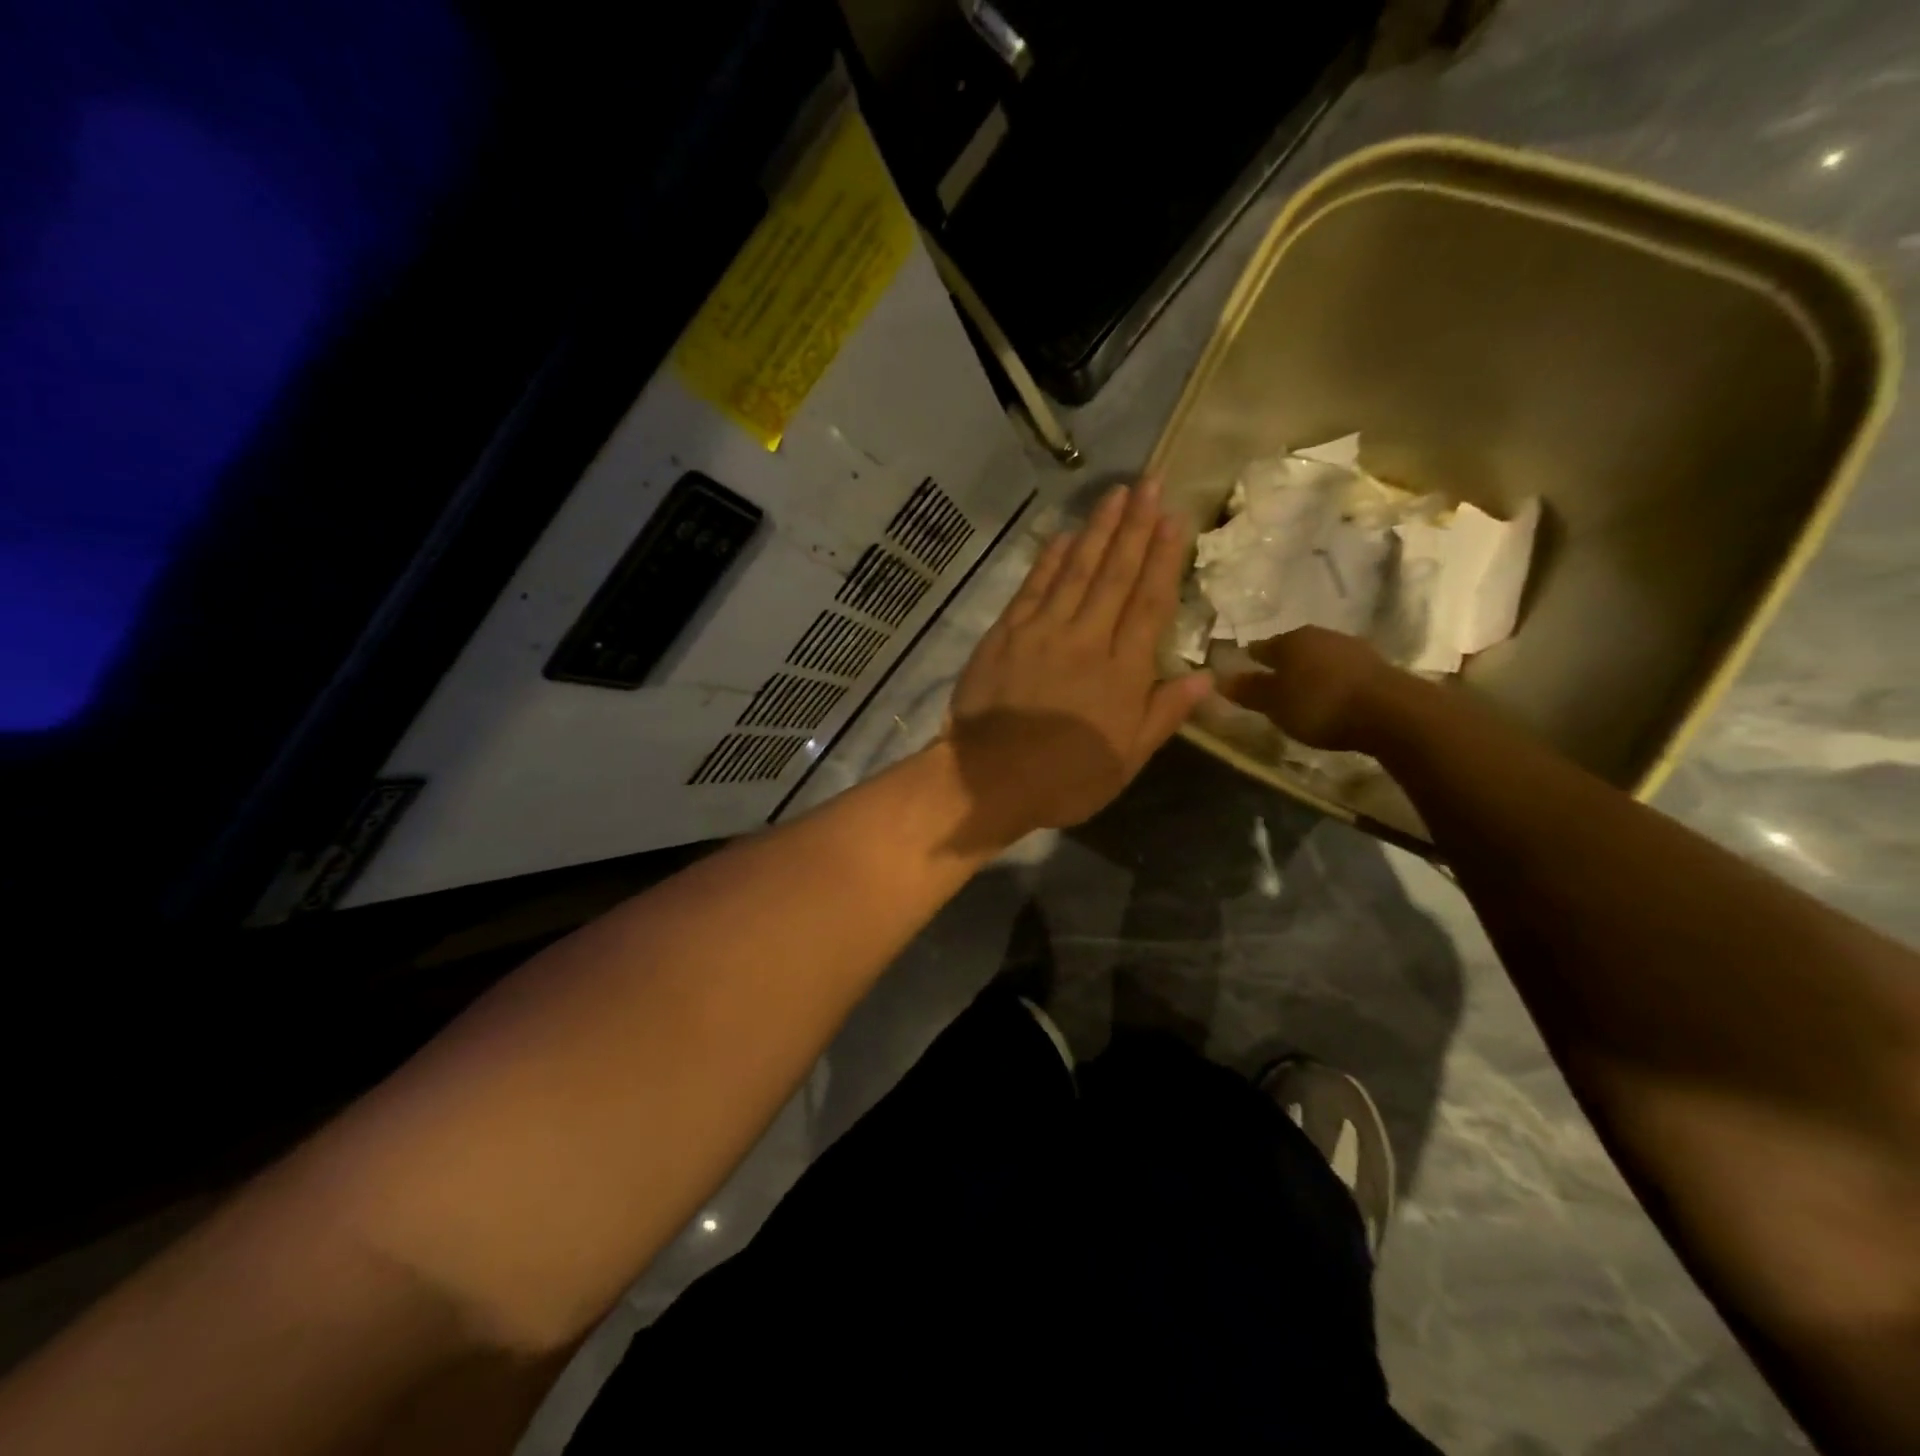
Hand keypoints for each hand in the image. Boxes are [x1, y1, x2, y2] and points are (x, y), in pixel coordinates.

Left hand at [944, 480, 1211, 844]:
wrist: (991, 777)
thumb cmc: (1066, 778)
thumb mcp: (1127, 760)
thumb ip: (1164, 714)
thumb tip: (1204, 676)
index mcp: (1123, 671)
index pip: (1149, 603)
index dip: (1163, 559)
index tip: (1174, 519)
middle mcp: (1086, 639)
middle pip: (1115, 575)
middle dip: (1135, 527)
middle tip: (1151, 484)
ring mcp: (1043, 631)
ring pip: (1076, 571)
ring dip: (1097, 530)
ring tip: (1116, 494)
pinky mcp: (1006, 634)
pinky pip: (1033, 587)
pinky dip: (1049, 559)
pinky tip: (1063, 534)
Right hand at [1219, 626, 1401, 751]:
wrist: (1392, 712)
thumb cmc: (1320, 705)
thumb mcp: (1275, 703)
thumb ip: (1248, 691)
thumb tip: (1219, 679)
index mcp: (1290, 640)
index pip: (1261, 647)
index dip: (1249, 661)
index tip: (1242, 672)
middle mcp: (1320, 635)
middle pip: (1292, 649)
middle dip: (1282, 664)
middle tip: (1272, 684)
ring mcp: (1352, 647)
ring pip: (1319, 658)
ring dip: (1310, 672)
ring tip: (1302, 693)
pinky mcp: (1377, 665)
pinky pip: (1342, 671)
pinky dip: (1332, 681)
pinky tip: (1331, 696)